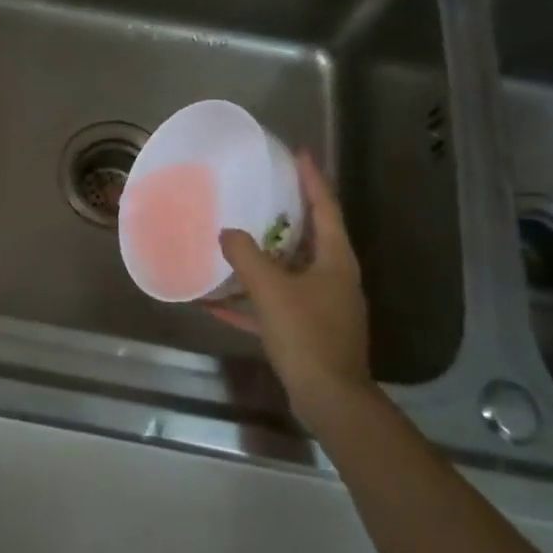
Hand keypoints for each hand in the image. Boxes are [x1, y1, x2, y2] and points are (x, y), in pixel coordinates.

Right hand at [214, 153, 372, 429]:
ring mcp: (322, 305)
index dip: (312, 178)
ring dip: (263, 257)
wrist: (329, 399)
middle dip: (286, 213)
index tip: (299, 153)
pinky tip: (217, 301)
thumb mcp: (271, 290)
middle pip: (310, 236)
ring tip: (235, 237)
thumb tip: (227, 233)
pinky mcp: (306, 331)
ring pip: (290, 270)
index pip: (325, 207)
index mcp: (335, 260)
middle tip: (262, 190)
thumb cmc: (307, 335)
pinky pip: (274, 305)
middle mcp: (333, 277)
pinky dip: (251, 300)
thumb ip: (246, 256)